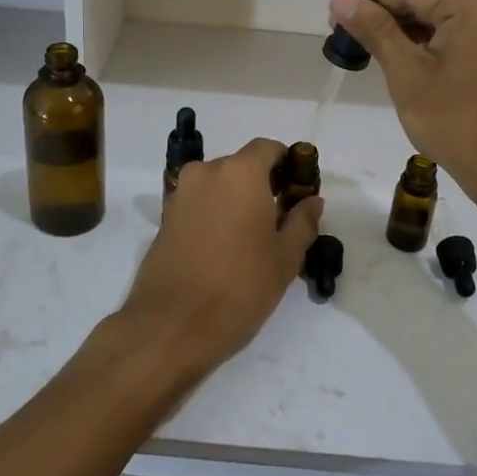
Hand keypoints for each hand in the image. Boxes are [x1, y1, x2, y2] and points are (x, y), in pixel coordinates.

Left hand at [113, 139, 322, 385]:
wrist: (171, 326)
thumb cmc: (239, 288)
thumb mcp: (284, 258)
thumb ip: (302, 222)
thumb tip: (312, 201)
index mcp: (240, 173)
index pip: (268, 148)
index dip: (287, 164)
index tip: (298, 191)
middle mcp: (206, 172)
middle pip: (241, 166)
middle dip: (262, 185)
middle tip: (280, 220)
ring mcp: (180, 194)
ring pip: (218, 186)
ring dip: (236, 201)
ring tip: (252, 239)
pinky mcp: (164, 218)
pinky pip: (198, 204)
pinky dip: (214, 214)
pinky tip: (225, 249)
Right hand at [330, 0, 476, 204]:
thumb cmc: (455, 124)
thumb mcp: (407, 74)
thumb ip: (375, 30)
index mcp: (475, 7)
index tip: (334, 14)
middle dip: (391, 7)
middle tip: (354, 30)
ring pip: (449, 7)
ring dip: (412, 20)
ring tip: (376, 42)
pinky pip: (464, 25)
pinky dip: (436, 32)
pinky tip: (409, 51)